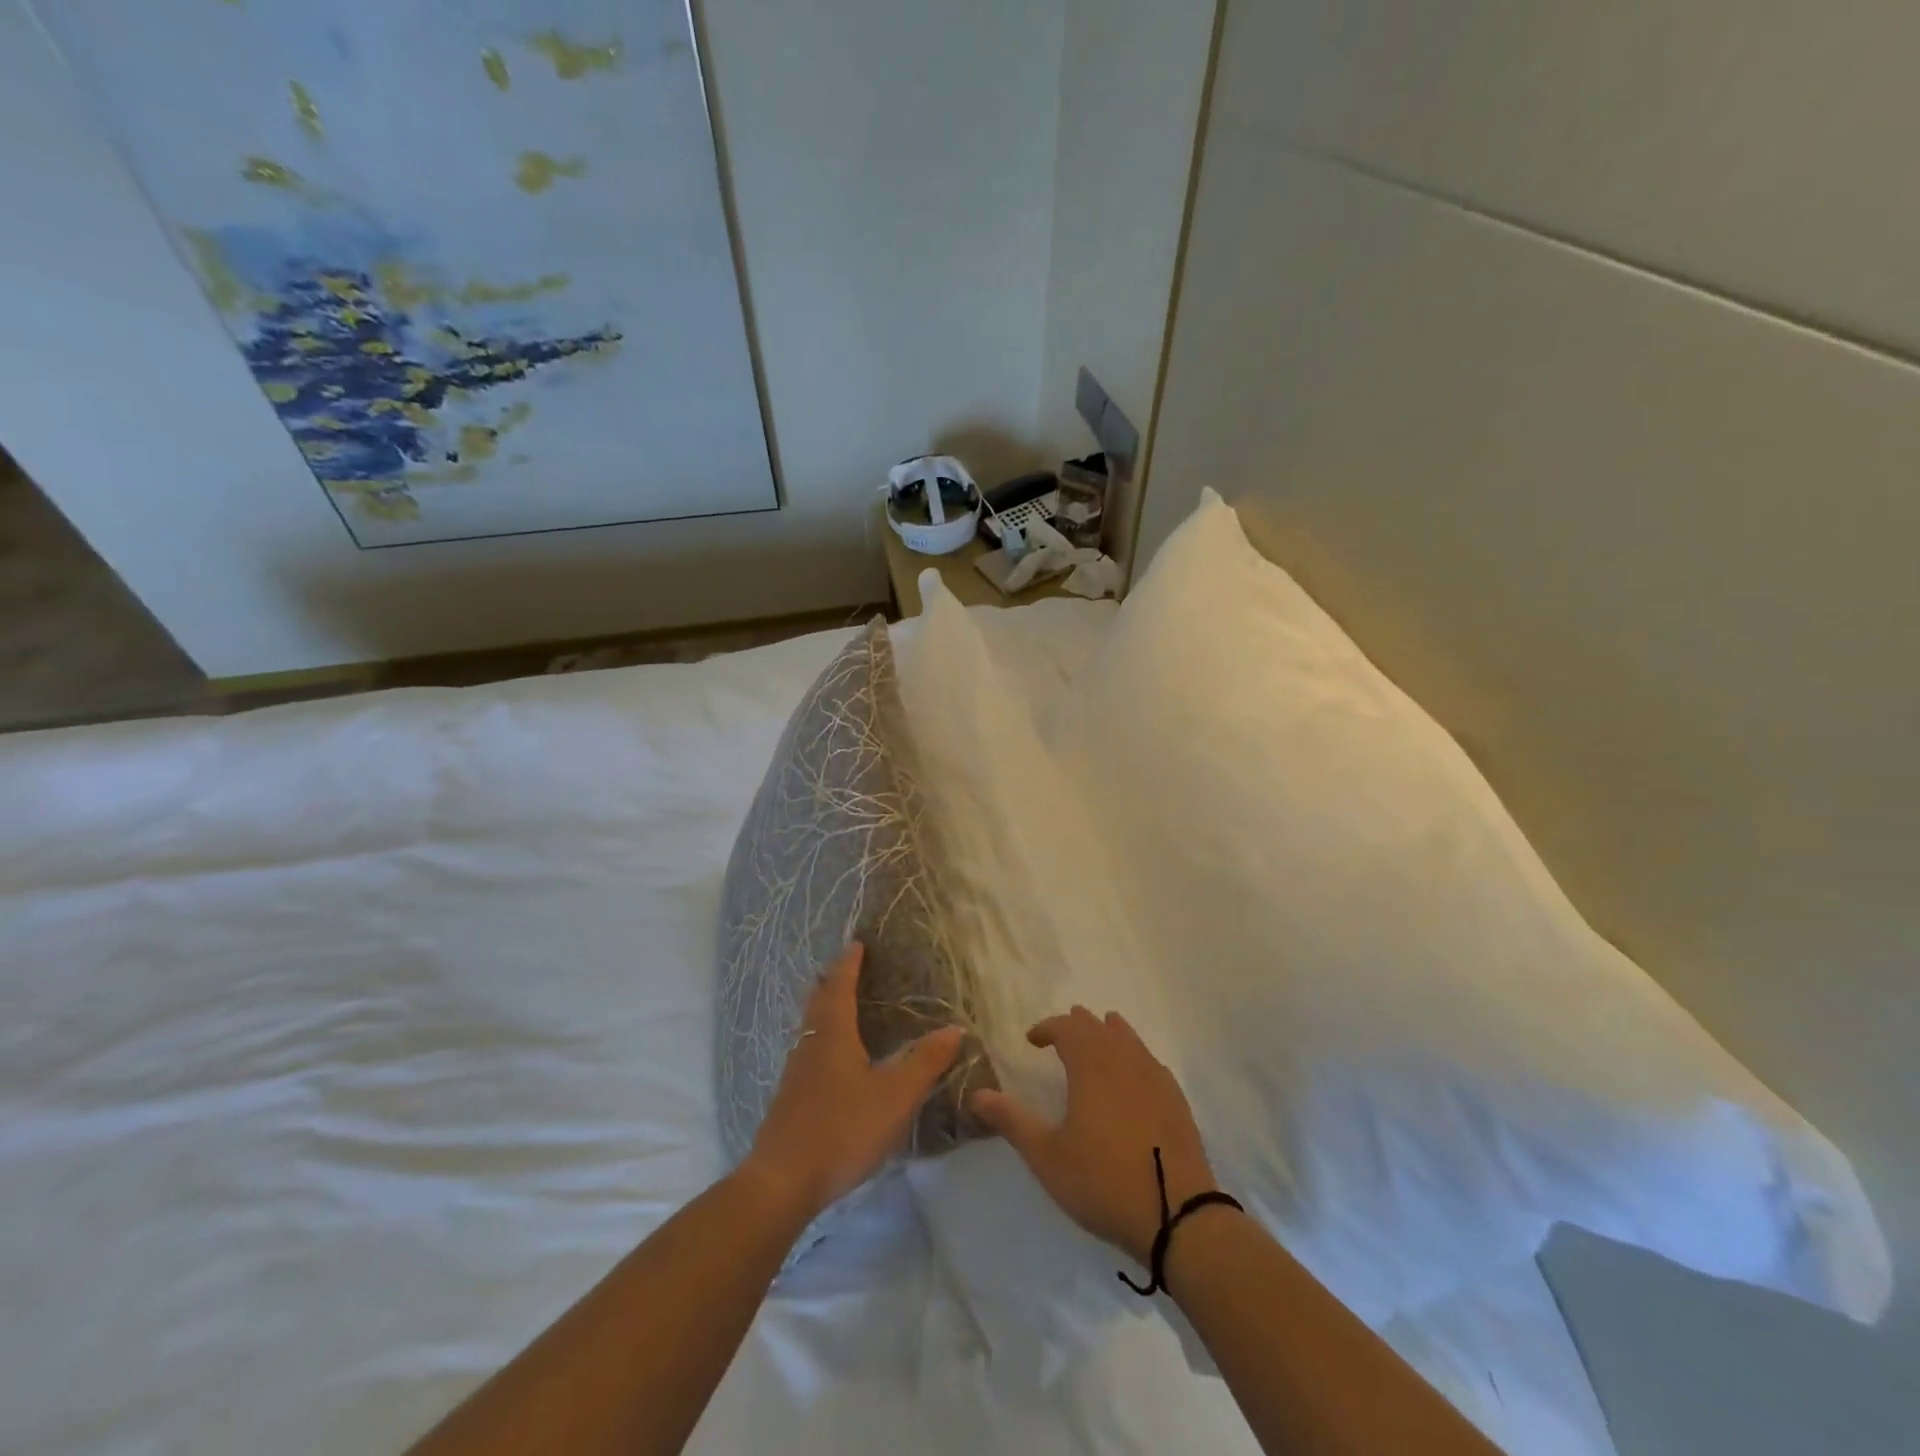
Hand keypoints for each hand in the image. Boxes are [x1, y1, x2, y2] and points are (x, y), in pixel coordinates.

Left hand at [743, 943, 963, 1220]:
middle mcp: (809, 1044)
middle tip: (848, 968)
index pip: (840, 985)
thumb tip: (954, 1029)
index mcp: (833, 1034)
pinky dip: (821, 1038)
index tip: (857, 944)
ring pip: (810, 1026)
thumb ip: (925, 1063)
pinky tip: (832, 1060)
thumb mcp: (894, 1096)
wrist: (782, 1181)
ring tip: (843, 1007)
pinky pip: (808, 1051)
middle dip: (832, 981)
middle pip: (818, 1001)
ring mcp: (795, 1072)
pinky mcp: (790, 1098)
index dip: (849, 963)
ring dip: (824, 1009)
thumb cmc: (842, 1128)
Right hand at [969, 1006, 1216, 1268]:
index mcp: (1092, 1067)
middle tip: (1063, 1031)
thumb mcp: (1047, 1157)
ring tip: (1101, 1030)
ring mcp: (1155, 1078)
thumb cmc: (1103, 1183)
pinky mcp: (1176, 1099)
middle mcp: (1124, 1061)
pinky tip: (1135, 1070)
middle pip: (1099, 1028)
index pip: (1068, 1029)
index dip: (1048, 1027)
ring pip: (1129, 1039)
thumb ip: (1012, 1121)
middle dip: (1077, 1025)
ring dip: (1109, 1032)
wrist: (1177, 1216)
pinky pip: (1150, 1061)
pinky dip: (1135, 1053)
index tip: (1032, 1039)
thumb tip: (976, 1095)